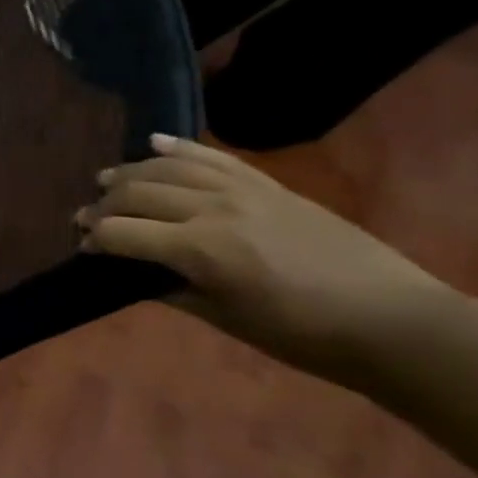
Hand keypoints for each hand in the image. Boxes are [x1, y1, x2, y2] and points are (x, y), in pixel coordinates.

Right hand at [78, 135, 445, 378]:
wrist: (393, 320)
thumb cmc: (301, 334)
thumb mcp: (223, 318)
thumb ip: (170, 288)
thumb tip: (131, 272)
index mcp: (200, 250)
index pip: (120, 233)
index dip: (93, 241)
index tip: (83, 250)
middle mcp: (214, 210)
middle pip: (136, 193)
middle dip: (102, 207)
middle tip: (86, 220)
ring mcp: (244, 192)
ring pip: (168, 167)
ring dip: (130, 172)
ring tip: (106, 181)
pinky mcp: (269, 186)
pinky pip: (215, 157)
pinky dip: (180, 147)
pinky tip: (153, 143)